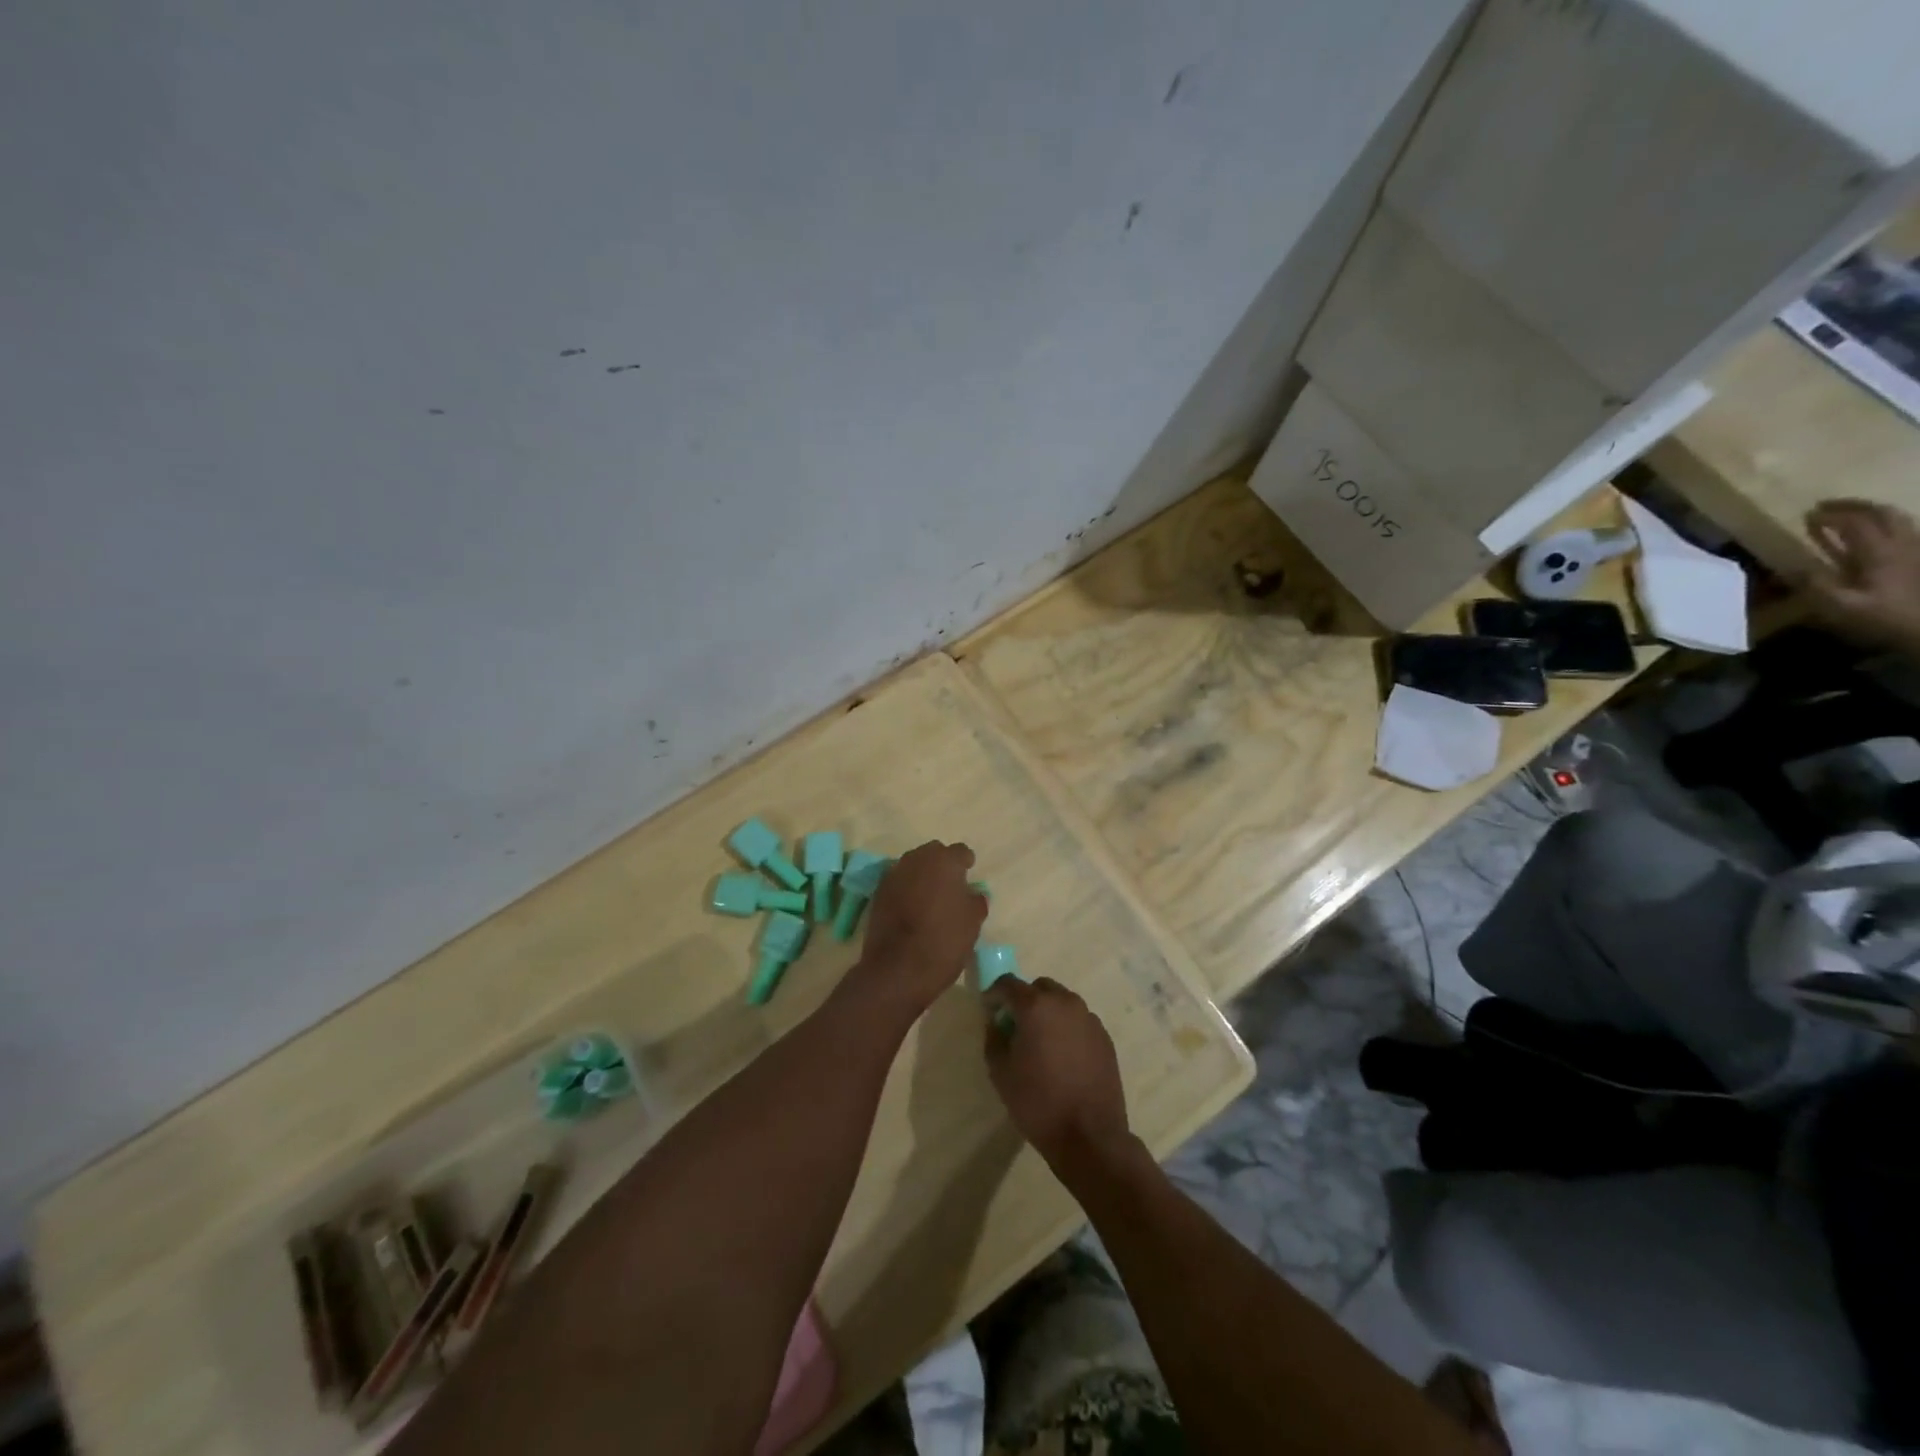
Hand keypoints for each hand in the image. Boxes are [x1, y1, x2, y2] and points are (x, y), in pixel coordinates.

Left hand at [852, 841, 986, 1018]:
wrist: (897, 969)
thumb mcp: (973, 922)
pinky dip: (906, 890)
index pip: (960, 852)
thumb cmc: (943, 941)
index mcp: (944, 861)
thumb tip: (973, 893)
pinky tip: (912, 909)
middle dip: (942, 865)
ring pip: (913, 866)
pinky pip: (898, 883)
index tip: (969, 876)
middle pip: (933, 853)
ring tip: (930, 899)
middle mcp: (916, 859)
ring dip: (922, 876)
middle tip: (950, 886)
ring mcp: (893, 875)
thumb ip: (976, 900)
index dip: (966, 864)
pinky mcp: (877, 893)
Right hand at [983, 978, 1132, 1172]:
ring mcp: (1089, 1018)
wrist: (1089, 1136)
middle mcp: (1065, 1003)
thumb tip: (997, 1022)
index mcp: (1036, 1006)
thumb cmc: (1038, 1102)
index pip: (1008, 983)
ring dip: (1048, 1013)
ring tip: (1042, 1044)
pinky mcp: (1105, 1037)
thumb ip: (993, 1038)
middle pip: (1039, 987)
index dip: (995, 994)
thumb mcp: (1000, 1072)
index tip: (989, 1011)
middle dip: (1024, 1000)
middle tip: (1016, 1027)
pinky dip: (1067, 1028)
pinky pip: (1079, 1021)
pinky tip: (1063, 1057)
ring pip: (1062, 1002)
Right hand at [1804, 499, 1919, 652]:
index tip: (1807, 514)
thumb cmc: (1883, 617)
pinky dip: (1884, 527)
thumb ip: (1815, 584)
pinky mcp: (1918, 560)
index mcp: (1880, 552)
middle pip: (1883, 513)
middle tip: (1828, 506)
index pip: (1855, 523)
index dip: (1831, 516)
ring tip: (1848, 515)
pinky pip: (1903, 533)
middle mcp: (1901, 544)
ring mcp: (1915, 550)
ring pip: (1898, 519)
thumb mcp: (1840, 606)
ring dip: (1871, 512)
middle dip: (1855, 505)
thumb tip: (1791, 567)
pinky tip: (1871, 536)